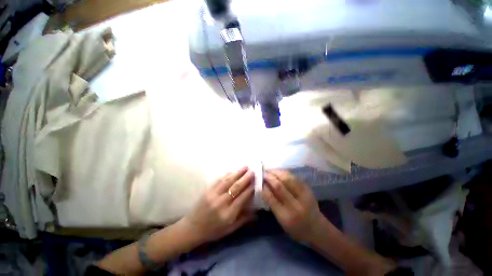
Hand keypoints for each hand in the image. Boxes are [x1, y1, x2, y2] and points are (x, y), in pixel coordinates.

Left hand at [181, 167, 254, 243]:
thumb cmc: (213, 231)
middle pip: (236, 187)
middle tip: (253, 171)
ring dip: (237, 173)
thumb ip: (243, 219)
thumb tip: (256, 212)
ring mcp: (213, 195)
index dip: (250, 189)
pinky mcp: (207, 190)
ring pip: (228, 181)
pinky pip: (219, 180)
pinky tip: (233, 170)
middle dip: (246, 178)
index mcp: (228, 214)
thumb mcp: (230, 229)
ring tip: (245, 167)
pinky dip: (227, 174)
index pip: (242, 198)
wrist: (192, 228)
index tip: (256, 181)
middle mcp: (221, 203)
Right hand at [262, 170, 322, 242]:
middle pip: (279, 186)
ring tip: (269, 170)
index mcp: (286, 217)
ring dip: (277, 172)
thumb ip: (272, 204)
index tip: (258, 180)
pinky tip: (279, 171)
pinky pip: (294, 177)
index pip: (271, 198)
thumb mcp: (281, 221)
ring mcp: (304, 196)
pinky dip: (285, 172)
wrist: (317, 229)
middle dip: (269, 177)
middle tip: (263, 173)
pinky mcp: (308, 189)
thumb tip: (264, 187)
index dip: (263, 187)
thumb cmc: (296, 228)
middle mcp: (295, 205)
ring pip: (288, 178)